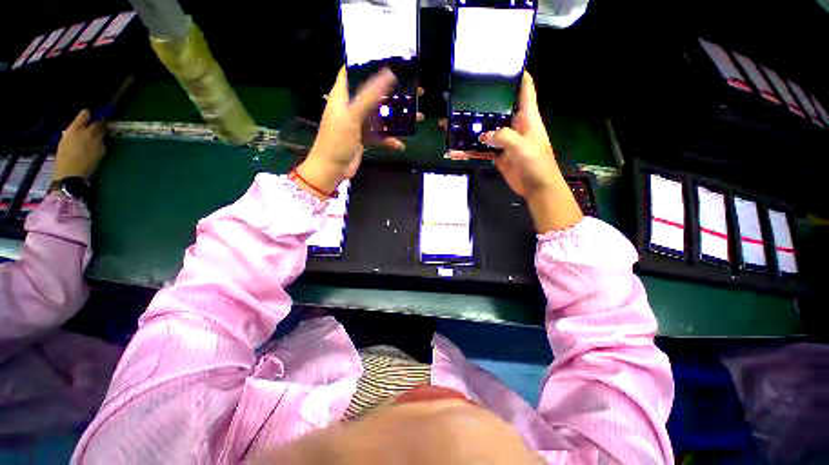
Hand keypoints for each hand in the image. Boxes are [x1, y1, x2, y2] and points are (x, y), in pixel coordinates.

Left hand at [54, 110, 106, 181]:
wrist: (68, 176)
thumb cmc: (87, 165)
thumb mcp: (99, 153)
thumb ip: (101, 141)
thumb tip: (102, 134)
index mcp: (89, 132)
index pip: (100, 121)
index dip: (105, 120)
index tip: (108, 121)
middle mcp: (77, 129)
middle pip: (85, 114)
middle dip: (91, 116)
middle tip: (97, 122)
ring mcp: (68, 133)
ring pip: (77, 122)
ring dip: (83, 126)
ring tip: (89, 134)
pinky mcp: (62, 140)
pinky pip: (72, 131)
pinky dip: (77, 133)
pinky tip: (80, 141)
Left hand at [297, 67, 403, 198]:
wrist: (332, 170)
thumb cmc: (337, 141)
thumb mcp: (352, 116)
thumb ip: (369, 96)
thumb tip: (388, 74)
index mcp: (342, 96)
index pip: (352, 72)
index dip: (367, 64)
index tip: (388, 60)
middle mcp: (351, 107)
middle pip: (373, 94)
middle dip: (391, 93)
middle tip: (411, 90)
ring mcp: (358, 124)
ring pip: (379, 116)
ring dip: (395, 119)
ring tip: (415, 117)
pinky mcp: (364, 138)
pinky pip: (379, 135)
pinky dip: (389, 140)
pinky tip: (400, 144)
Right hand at [449, 72, 582, 231]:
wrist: (537, 188)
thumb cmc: (537, 164)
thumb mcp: (523, 147)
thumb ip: (504, 137)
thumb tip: (484, 136)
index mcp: (527, 117)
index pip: (524, 89)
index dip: (517, 75)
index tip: (501, 65)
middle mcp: (514, 125)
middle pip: (498, 109)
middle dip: (483, 103)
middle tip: (464, 97)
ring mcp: (504, 141)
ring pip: (486, 131)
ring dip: (471, 130)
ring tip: (453, 125)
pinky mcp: (498, 155)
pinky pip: (481, 151)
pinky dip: (470, 152)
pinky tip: (456, 152)